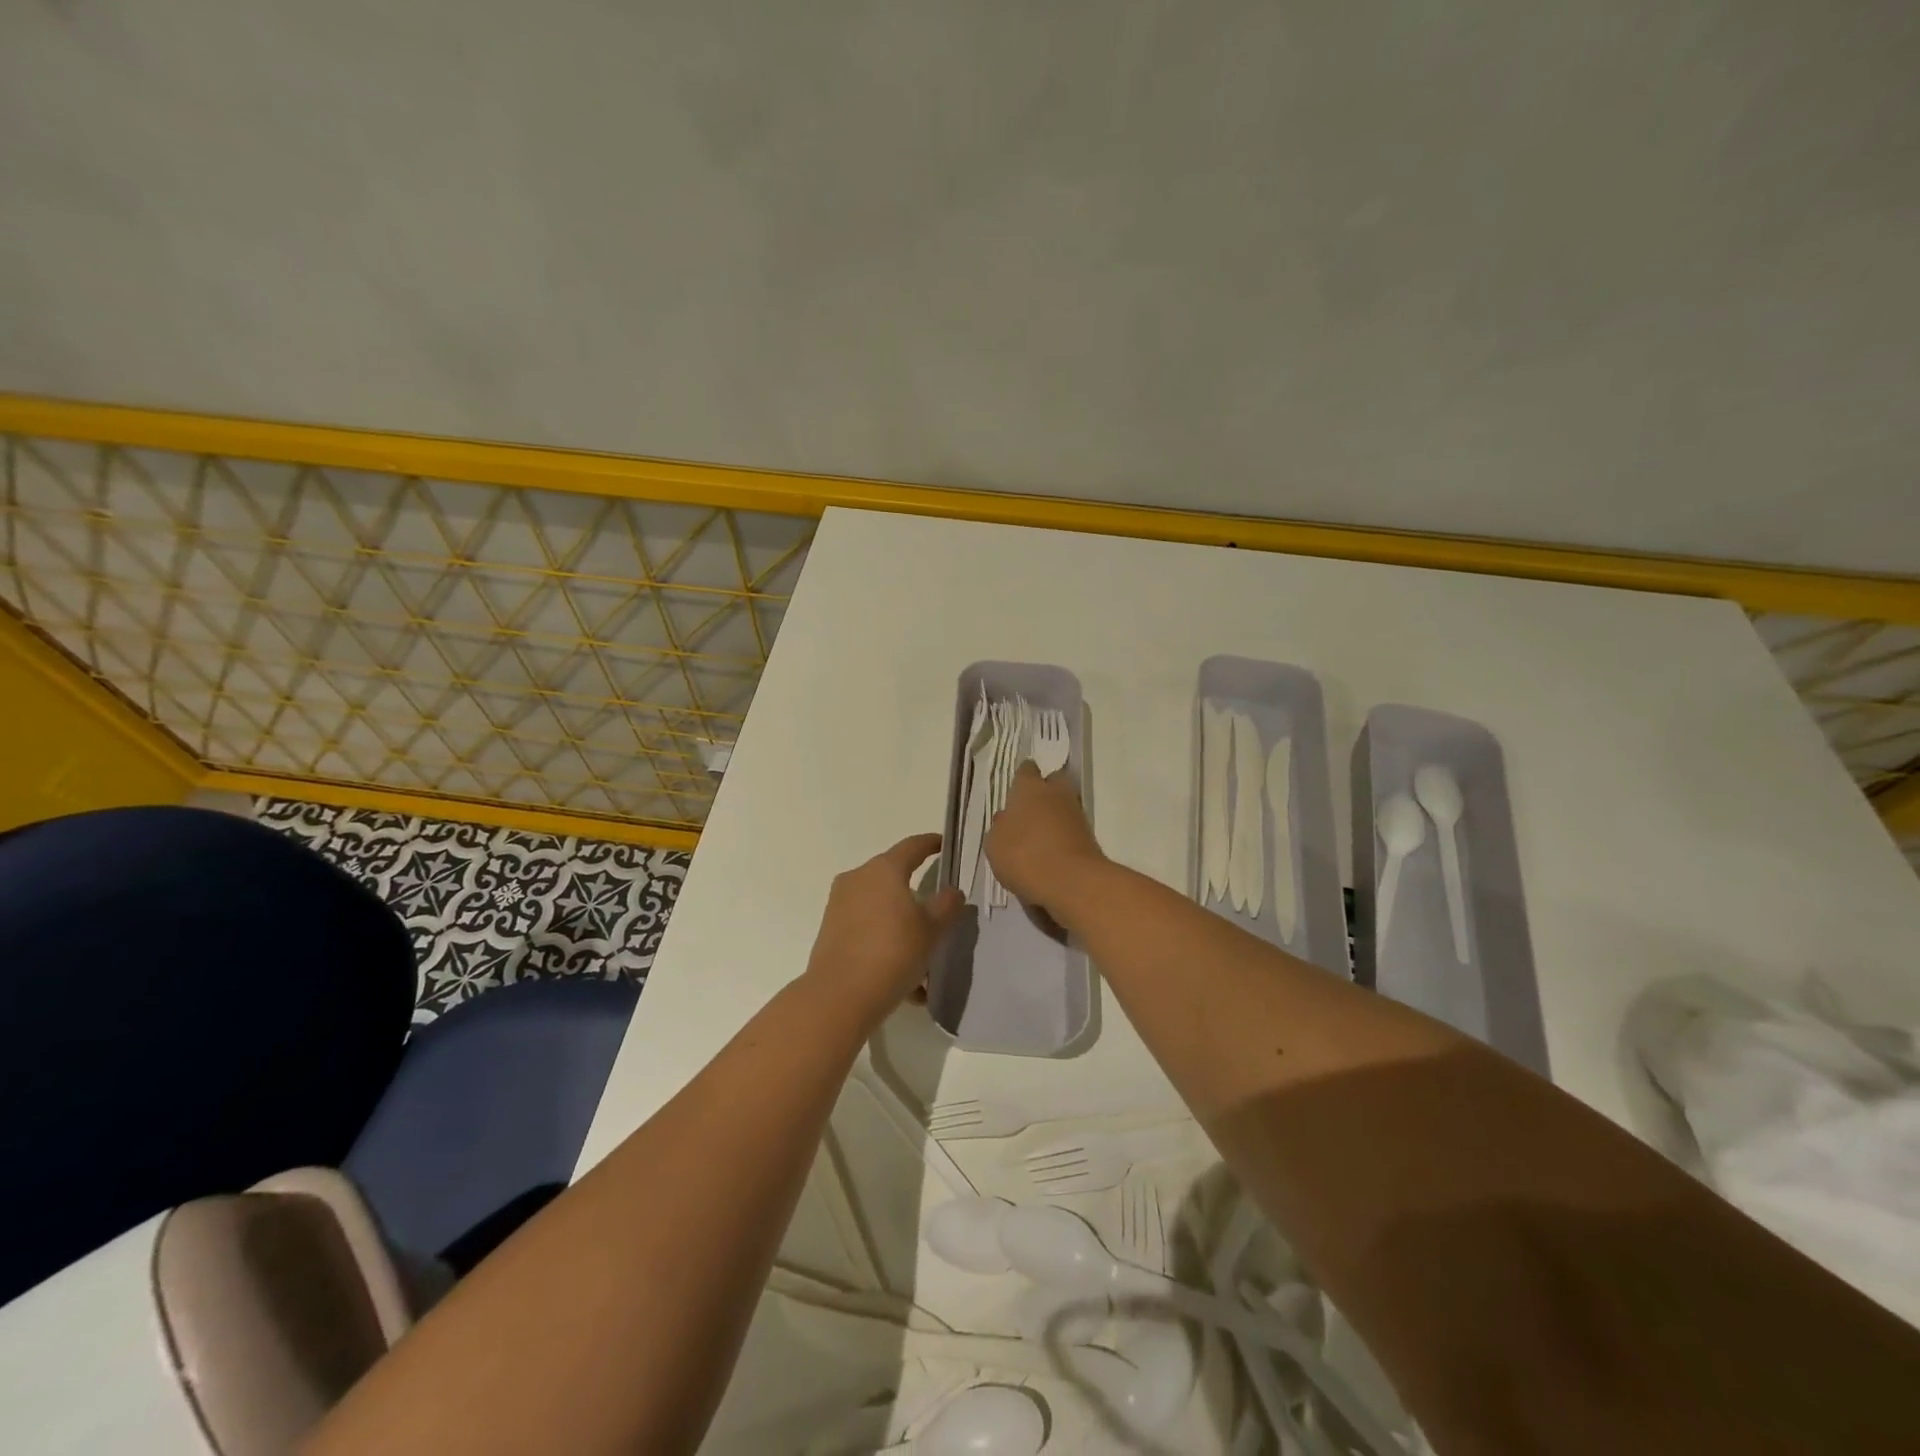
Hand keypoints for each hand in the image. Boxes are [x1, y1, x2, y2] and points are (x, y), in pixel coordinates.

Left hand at [804, 833, 962, 1014]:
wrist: (840, 996)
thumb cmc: (893, 952)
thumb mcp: (932, 929)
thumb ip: (947, 905)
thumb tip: (951, 892)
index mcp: (883, 870)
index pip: (912, 846)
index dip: (930, 843)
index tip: (943, 844)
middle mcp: (857, 879)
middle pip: (893, 878)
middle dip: (916, 894)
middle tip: (938, 912)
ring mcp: (839, 905)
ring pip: (880, 909)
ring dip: (902, 926)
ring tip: (923, 959)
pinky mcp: (830, 932)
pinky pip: (866, 930)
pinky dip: (886, 945)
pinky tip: (905, 981)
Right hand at [984, 761, 1107, 923]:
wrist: (1071, 882)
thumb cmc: (1023, 855)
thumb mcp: (995, 844)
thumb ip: (1000, 827)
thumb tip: (1006, 819)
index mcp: (1029, 788)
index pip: (1026, 770)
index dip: (1021, 778)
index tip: (1016, 789)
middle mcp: (1056, 794)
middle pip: (1054, 781)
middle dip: (1045, 791)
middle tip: (1030, 810)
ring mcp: (1076, 814)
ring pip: (1064, 806)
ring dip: (1054, 816)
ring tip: (1038, 838)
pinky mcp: (1090, 837)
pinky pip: (1072, 830)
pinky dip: (1063, 837)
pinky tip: (1050, 854)